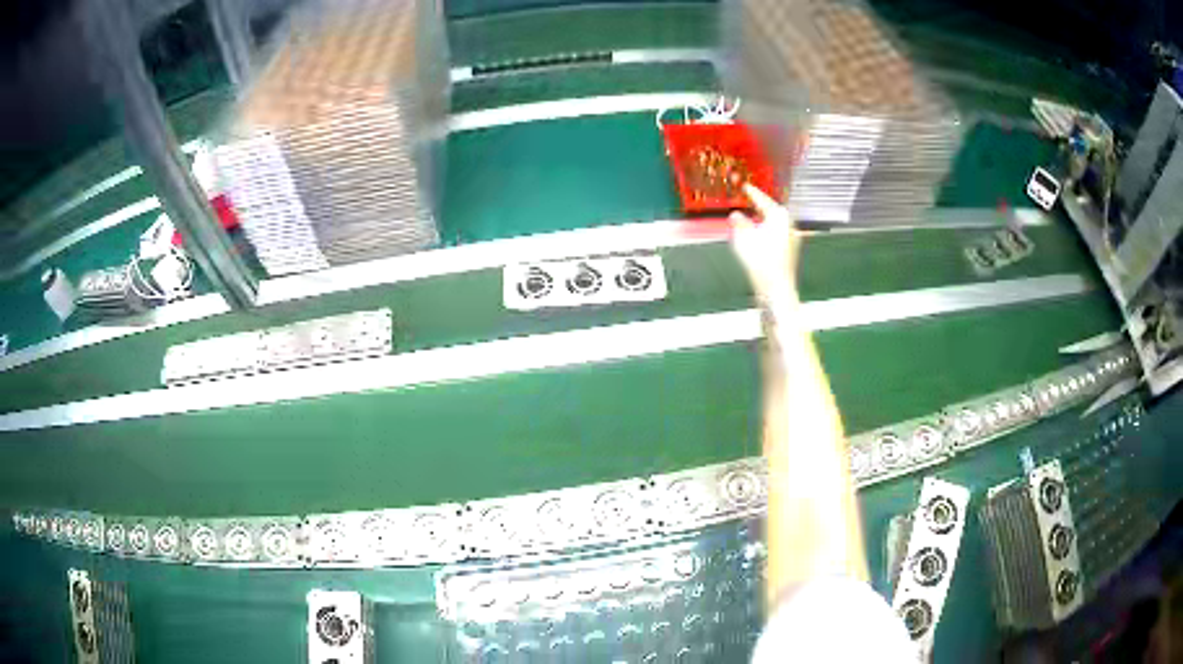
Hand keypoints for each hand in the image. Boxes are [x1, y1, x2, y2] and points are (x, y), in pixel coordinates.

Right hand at [730, 184, 799, 302]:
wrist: (776, 289)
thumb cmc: (762, 263)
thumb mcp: (743, 238)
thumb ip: (739, 222)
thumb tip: (736, 215)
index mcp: (780, 216)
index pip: (763, 199)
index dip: (752, 193)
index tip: (745, 186)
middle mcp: (789, 225)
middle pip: (771, 210)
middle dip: (758, 206)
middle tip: (747, 199)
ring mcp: (791, 239)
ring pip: (774, 223)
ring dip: (761, 220)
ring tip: (749, 218)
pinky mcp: (790, 251)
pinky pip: (775, 235)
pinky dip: (765, 232)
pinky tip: (757, 236)